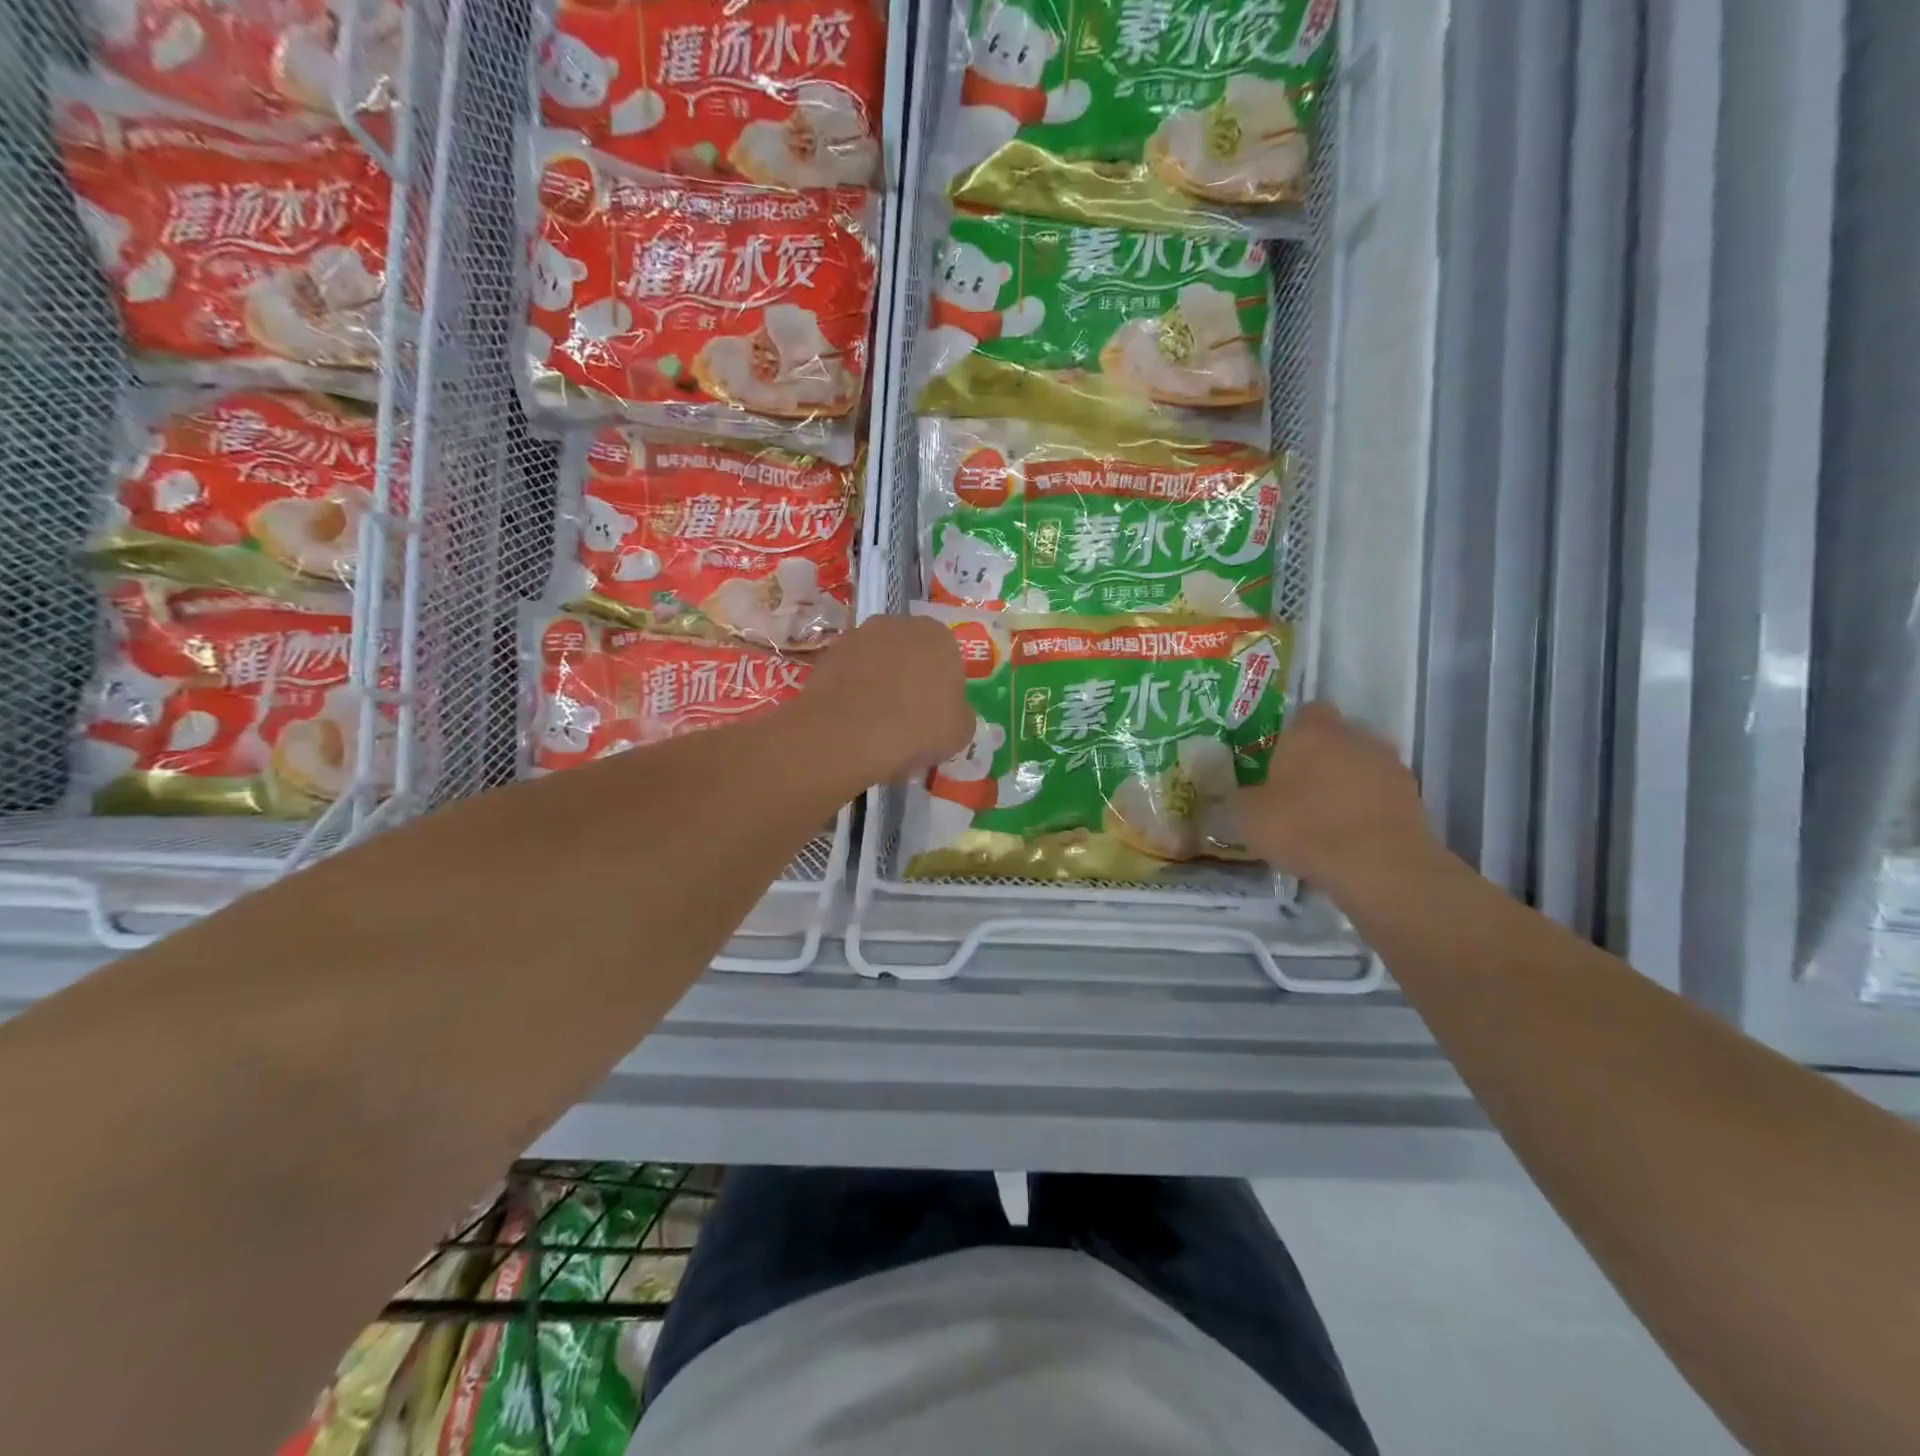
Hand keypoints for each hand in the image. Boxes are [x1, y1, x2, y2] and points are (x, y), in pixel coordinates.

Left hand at [795, 615, 973, 784]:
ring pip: (877, 659)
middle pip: (911, 651)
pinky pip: (850, 672)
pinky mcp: (828, 654)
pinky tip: (852, 718)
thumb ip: (961, 713)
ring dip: (879, 679)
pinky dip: (852, 689)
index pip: (948, 657)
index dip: (943, 686)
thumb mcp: (960, 732)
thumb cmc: (916, 729)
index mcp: (939, 636)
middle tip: (908, 714)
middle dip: (910, 675)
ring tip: (876, 718)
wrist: (847, 735)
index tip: (937, 713)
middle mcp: (899, 624)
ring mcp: (859, 635)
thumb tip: (953, 712)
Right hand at [1233, 701, 1442, 897]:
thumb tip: (1225, 797)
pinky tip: (1349, 838)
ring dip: (1346, 785)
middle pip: (1336, 739)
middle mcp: (1356, 738)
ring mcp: (1390, 767)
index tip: (1277, 757)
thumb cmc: (1303, 828)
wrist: (1379, 867)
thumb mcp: (1245, 817)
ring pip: (1361, 767)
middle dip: (1319, 760)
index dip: (1291, 732)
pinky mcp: (1413, 800)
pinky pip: (1380, 797)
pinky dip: (1367, 811)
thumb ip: (1234, 799)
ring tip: (1323, 820)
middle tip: (1294, 791)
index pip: (1306, 712)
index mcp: (1313, 732)